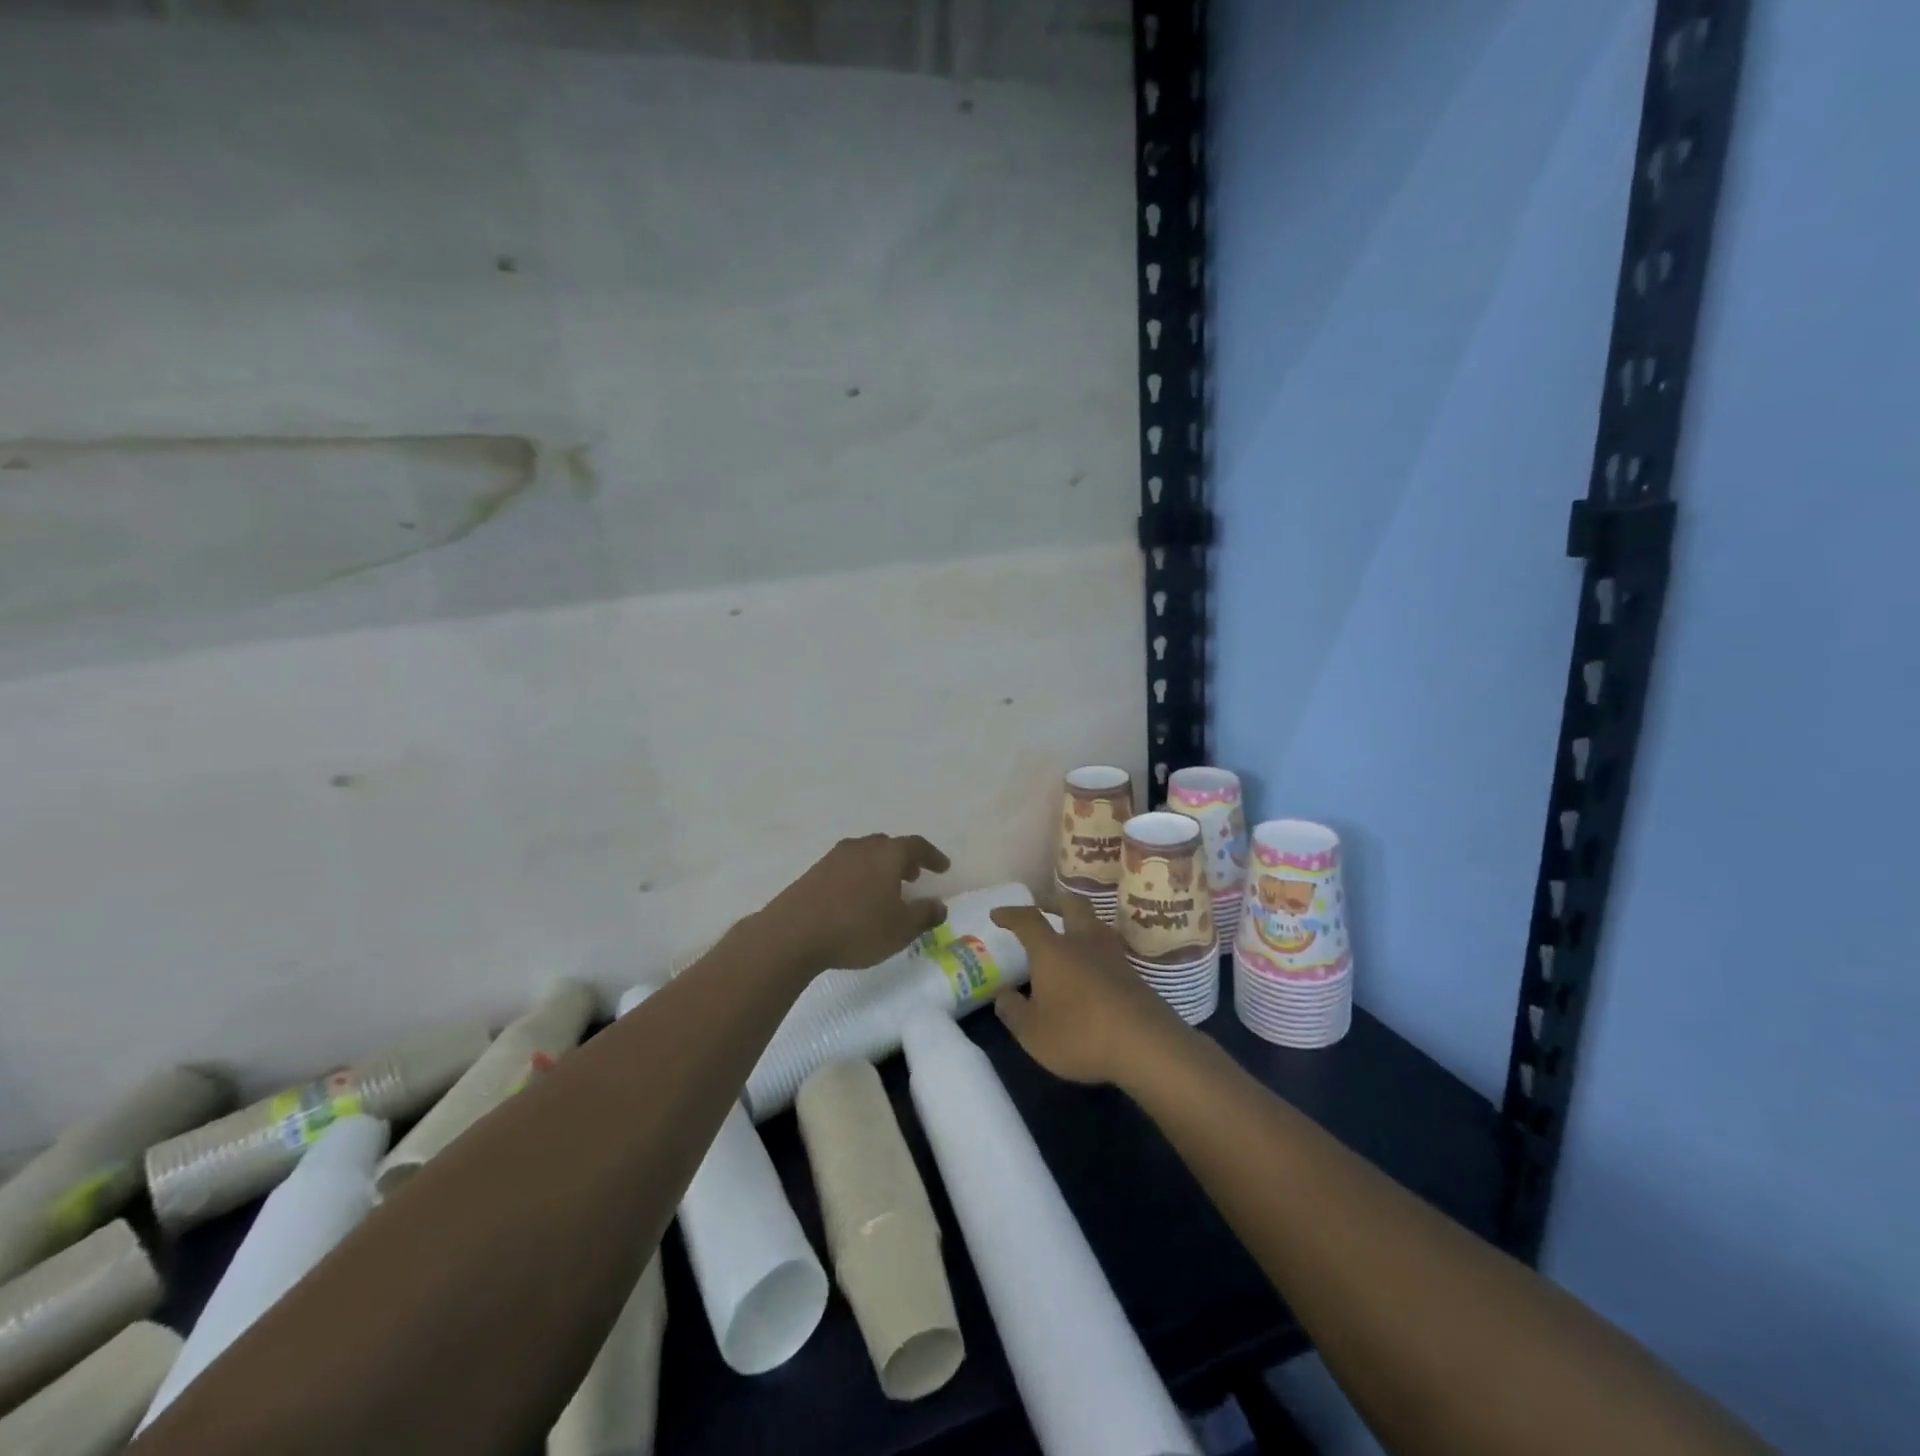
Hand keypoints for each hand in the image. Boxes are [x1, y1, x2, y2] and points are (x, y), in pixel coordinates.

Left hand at [758, 833, 951, 973]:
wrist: (792, 933)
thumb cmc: (856, 928)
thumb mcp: (900, 929)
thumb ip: (924, 915)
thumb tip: (939, 905)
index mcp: (887, 855)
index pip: (916, 846)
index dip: (932, 856)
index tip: (943, 867)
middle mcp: (861, 848)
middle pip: (888, 846)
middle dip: (904, 859)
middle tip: (914, 876)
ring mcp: (834, 858)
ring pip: (865, 854)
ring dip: (880, 867)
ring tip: (886, 889)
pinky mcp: (814, 872)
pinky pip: (846, 867)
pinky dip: (859, 876)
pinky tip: (856, 898)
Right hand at [989, 896, 1190, 1085]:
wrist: (1147, 1045)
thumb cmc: (1080, 1034)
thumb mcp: (1033, 1034)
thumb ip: (1013, 1011)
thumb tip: (1002, 994)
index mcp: (1052, 950)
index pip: (1028, 920)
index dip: (1011, 914)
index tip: (997, 915)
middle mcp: (1083, 942)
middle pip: (1071, 904)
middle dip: (1054, 902)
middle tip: (1042, 909)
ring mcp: (1113, 955)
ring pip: (1094, 923)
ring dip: (1079, 922)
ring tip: (1068, 935)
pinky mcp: (1133, 973)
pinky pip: (1108, 948)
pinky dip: (1094, 948)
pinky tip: (1091, 968)